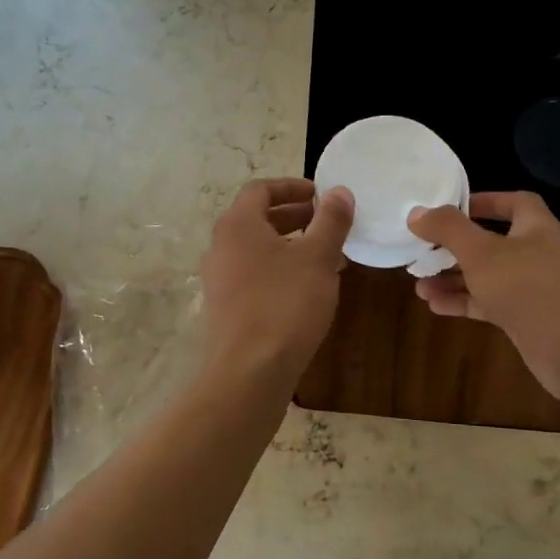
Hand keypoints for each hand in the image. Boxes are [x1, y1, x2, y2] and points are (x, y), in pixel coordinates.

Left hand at [200, 178, 353, 380]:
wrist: (249, 371)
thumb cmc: (285, 304)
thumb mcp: (318, 257)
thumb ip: (331, 221)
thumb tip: (340, 192)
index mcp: (238, 225)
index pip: (261, 189)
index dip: (293, 187)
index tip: (322, 195)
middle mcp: (221, 247)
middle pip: (257, 219)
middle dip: (295, 216)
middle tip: (328, 223)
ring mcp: (219, 279)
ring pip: (258, 250)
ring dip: (291, 245)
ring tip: (326, 256)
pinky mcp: (226, 307)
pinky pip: (255, 275)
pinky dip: (280, 270)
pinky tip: (308, 289)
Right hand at [409, 191, 559, 403]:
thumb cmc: (529, 288)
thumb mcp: (481, 253)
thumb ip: (448, 230)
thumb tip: (417, 213)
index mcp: (536, 227)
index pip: (512, 202)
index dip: (483, 201)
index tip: (450, 208)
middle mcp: (537, 252)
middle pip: (492, 241)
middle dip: (456, 246)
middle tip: (424, 249)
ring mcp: (532, 287)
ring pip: (487, 275)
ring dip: (454, 278)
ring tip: (418, 284)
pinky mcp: (526, 317)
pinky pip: (489, 302)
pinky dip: (464, 301)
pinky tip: (434, 306)